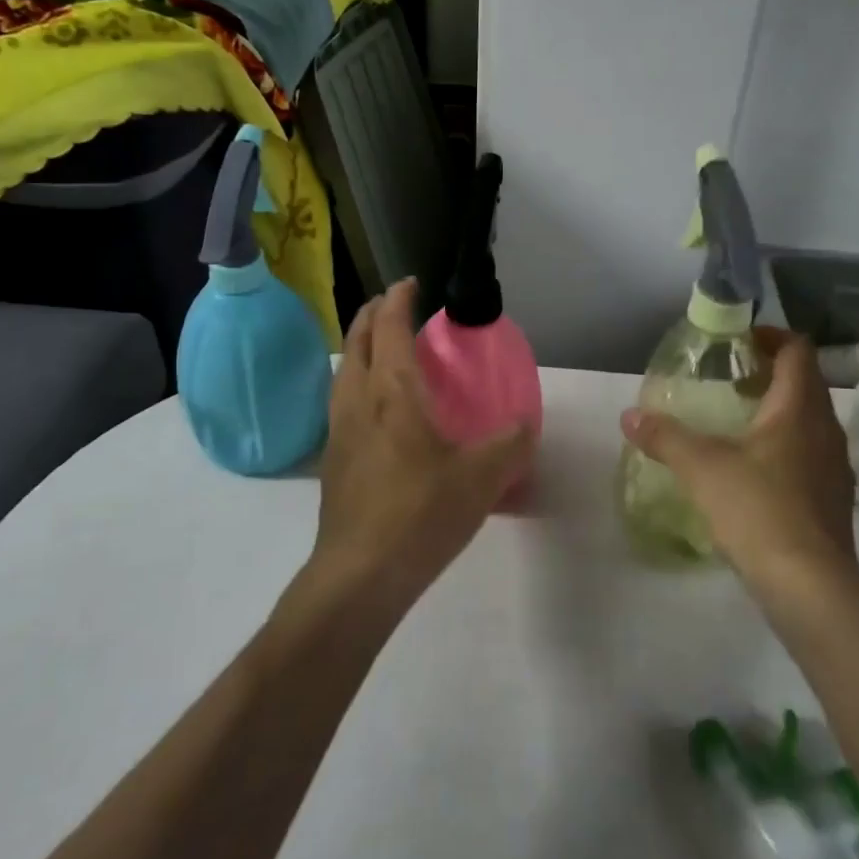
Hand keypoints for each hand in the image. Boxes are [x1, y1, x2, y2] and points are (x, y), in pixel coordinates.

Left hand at [313, 279, 535, 615]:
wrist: (359, 575)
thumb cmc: (420, 513)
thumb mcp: (482, 476)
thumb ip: (510, 444)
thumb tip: (526, 424)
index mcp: (391, 391)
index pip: (389, 326)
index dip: (399, 298)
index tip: (412, 283)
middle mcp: (357, 399)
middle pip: (357, 340)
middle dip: (373, 314)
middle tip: (397, 307)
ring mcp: (338, 430)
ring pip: (344, 370)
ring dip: (361, 347)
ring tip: (386, 351)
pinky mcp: (333, 459)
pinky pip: (342, 401)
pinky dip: (358, 382)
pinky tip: (379, 409)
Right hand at [620, 328, 857, 586]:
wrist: (811, 587)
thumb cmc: (758, 509)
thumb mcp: (701, 467)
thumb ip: (664, 436)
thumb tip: (629, 415)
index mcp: (799, 408)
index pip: (797, 351)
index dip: (771, 337)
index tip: (739, 341)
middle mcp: (827, 430)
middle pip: (805, 384)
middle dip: (769, 374)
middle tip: (729, 380)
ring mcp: (836, 468)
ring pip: (809, 422)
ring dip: (778, 413)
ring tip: (736, 423)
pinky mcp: (835, 501)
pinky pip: (810, 456)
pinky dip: (784, 448)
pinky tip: (753, 472)